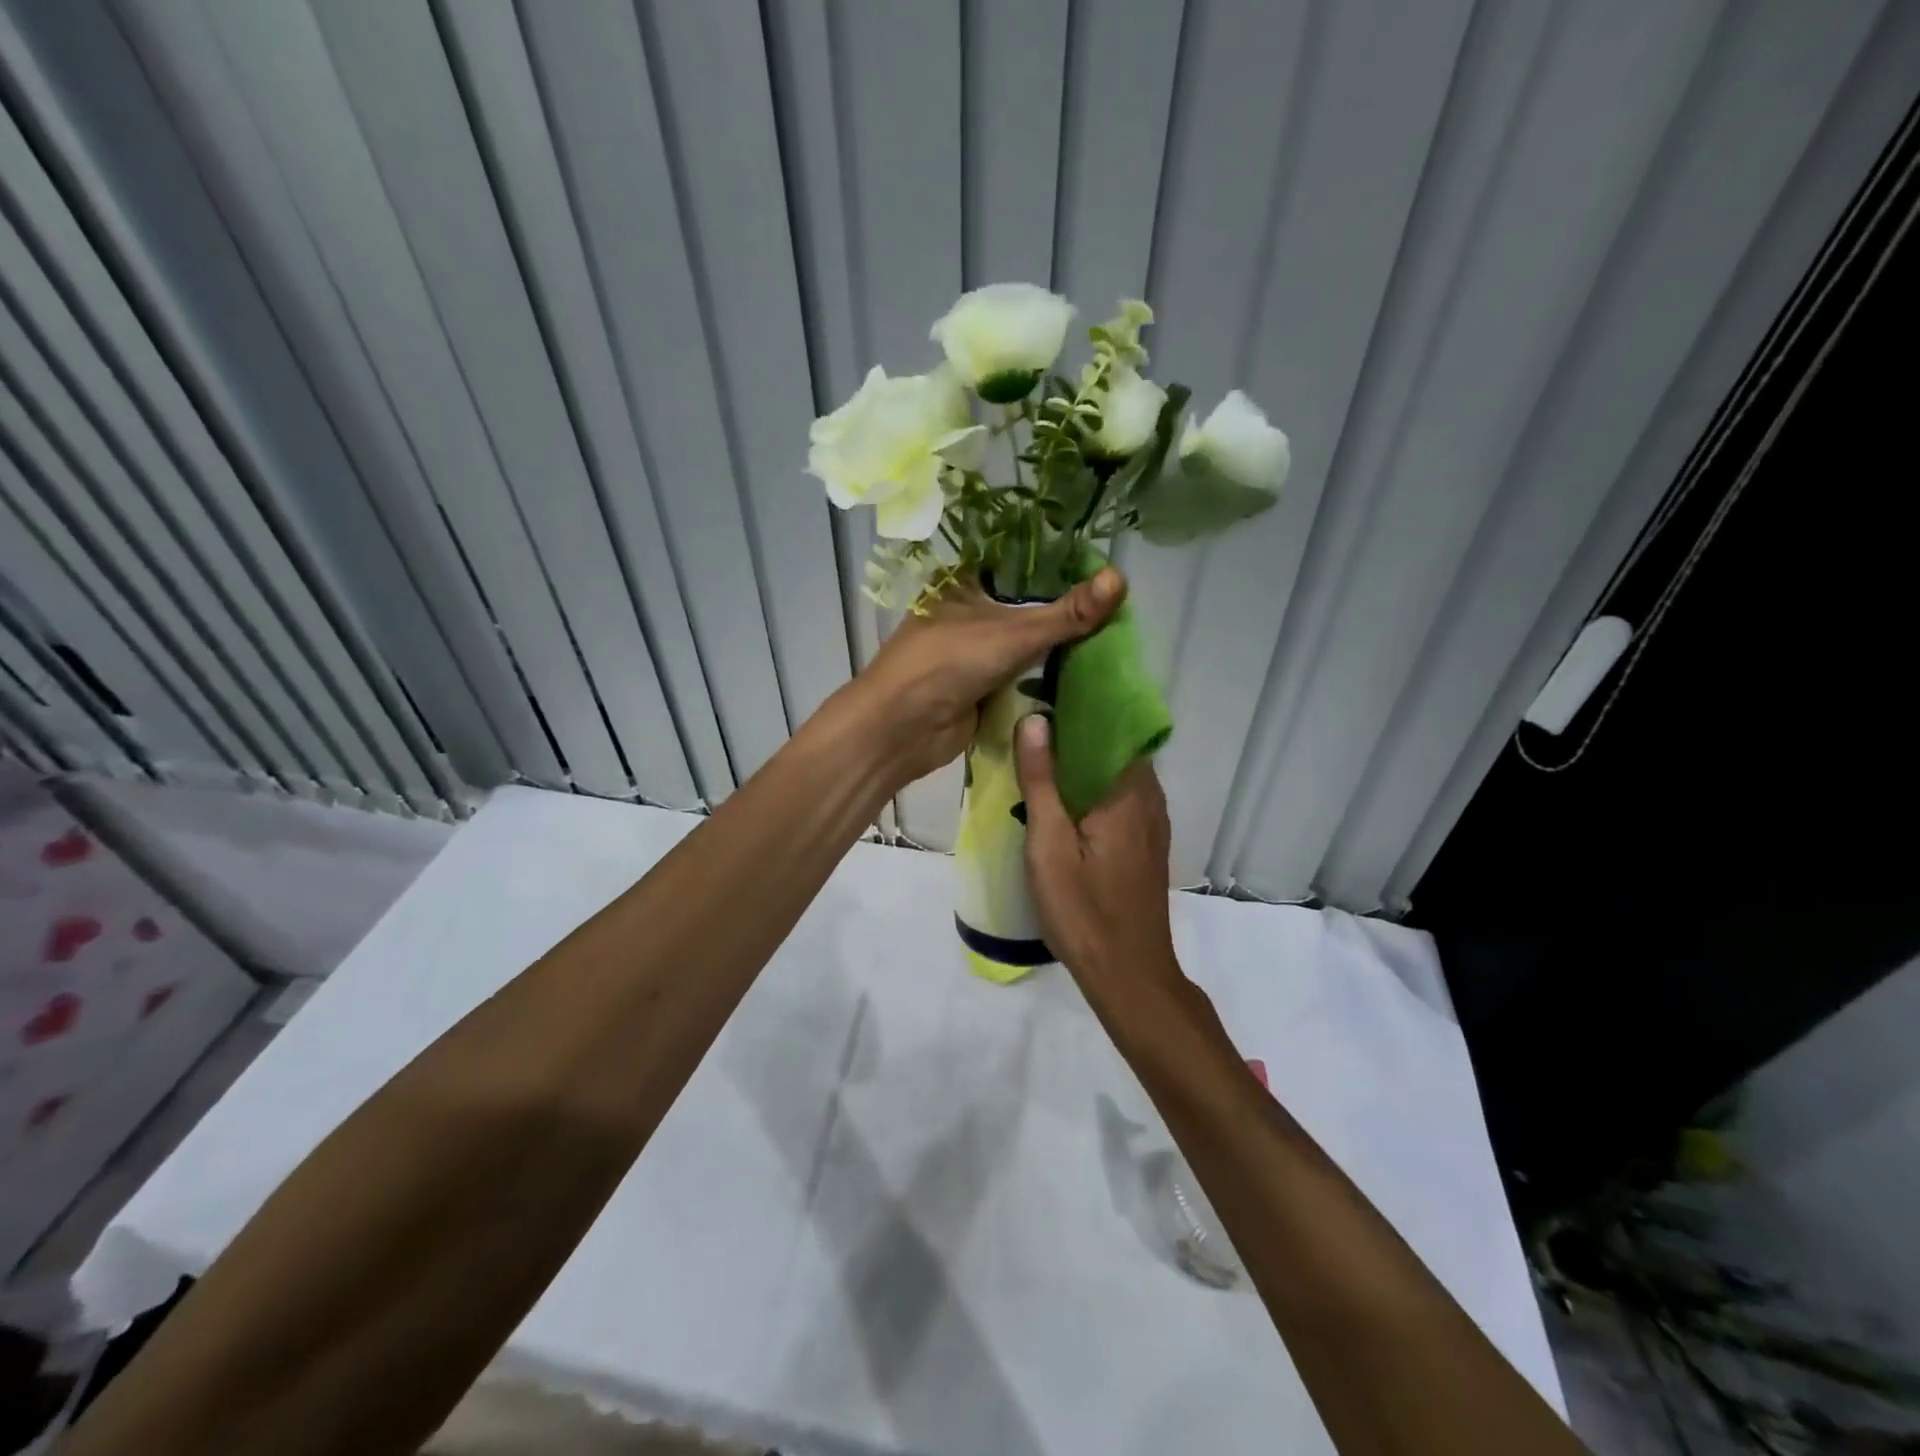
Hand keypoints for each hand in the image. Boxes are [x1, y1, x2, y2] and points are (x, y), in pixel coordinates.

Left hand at [833, 568, 1125, 792]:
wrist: (901, 730)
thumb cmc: (947, 663)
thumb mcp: (1012, 632)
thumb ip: (1067, 613)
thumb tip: (1122, 577)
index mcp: (965, 583)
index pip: (1021, 565)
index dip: (1060, 567)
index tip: (1104, 567)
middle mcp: (969, 613)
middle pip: (1028, 608)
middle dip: (1067, 614)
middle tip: (1121, 609)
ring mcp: (975, 653)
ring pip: (1027, 645)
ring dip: (1060, 649)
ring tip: (1116, 639)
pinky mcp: (982, 688)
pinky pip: (1023, 678)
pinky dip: (1048, 679)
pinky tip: (1089, 675)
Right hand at [1013, 715, 1177, 985]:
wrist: (1127, 974)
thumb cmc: (1083, 910)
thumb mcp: (1049, 844)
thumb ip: (1042, 781)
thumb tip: (1035, 719)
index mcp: (1128, 791)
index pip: (1109, 725)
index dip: (1077, 706)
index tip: (1041, 693)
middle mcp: (1149, 797)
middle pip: (1113, 746)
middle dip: (1075, 731)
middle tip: (1030, 721)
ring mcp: (1152, 821)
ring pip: (1116, 772)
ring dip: (1083, 760)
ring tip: (1040, 751)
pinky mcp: (1146, 841)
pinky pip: (1120, 795)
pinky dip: (1093, 785)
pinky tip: (1063, 795)